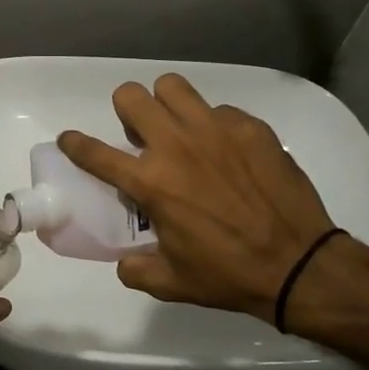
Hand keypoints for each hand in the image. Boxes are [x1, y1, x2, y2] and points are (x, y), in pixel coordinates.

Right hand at [58, 74, 335, 321]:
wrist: (299, 265)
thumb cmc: (228, 274)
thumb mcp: (171, 283)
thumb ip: (137, 269)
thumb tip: (124, 261)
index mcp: (150, 182)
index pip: (94, 153)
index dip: (74, 143)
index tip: (69, 140)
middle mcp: (176, 146)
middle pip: (130, 96)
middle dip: (126, 111)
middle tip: (140, 135)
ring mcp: (215, 130)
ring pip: (172, 87)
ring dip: (165, 104)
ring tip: (178, 128)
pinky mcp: (249, 127)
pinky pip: (218, 109)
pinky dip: (213, 125)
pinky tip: (227, 151)